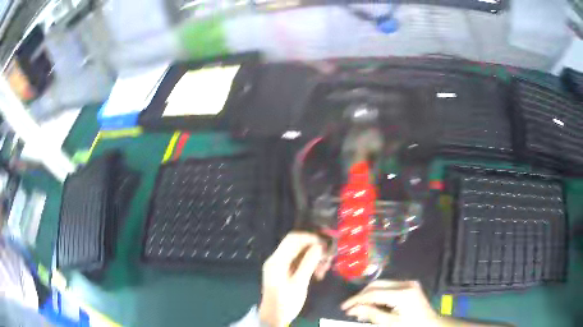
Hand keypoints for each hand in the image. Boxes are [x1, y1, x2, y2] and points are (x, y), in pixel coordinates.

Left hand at [259, 232, 330, 326]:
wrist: (274, 317)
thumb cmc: (286, 301)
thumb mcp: (299, 283)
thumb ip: (308, 263)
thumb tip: (319, 246)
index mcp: (277, 260)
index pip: (292, 239)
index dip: (309, 238)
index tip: (325, 243)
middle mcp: (276, 259)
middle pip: (296, 245)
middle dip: (314, 249)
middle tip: (328, 258)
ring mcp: (279, 265)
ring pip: (299, 254)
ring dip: (313, 258)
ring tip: (325, 268)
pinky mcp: (283, 272)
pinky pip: (298, 262)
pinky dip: (308, 264)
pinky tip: (318, 273)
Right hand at [341, 280, 439, 325]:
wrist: (431, 325)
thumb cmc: (411, 326)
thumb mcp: (390, 324)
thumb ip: (372, 314)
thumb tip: (353, 309)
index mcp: (403, 293)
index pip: (374, 293)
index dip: (357, 300)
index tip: (344, 308)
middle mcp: (406, 283)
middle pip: (377, 285)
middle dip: (361, 296)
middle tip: (350, 308)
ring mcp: (409, 283)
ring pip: (382, 285)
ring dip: (369, 296)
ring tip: (359, 309)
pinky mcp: (409, 286)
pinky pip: (389, 287)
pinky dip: (378, 295)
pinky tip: (372, 305)